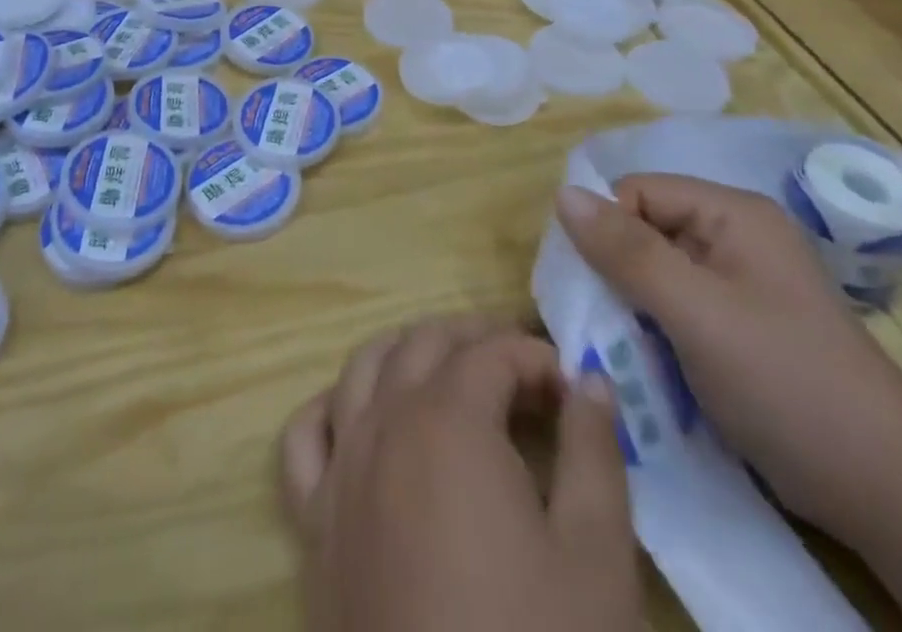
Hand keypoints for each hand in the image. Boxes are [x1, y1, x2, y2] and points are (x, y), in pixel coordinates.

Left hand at [279, 316, 641, 631]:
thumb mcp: (596, 559)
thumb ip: (594, 453)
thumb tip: (589, 379)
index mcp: (447, 421)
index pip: (490, 354)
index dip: (534, 358)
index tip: (570, 389)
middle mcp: (382, 425)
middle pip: (422, 344)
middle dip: (473, 341)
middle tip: (519, 368)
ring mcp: (339, 470)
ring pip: (362, 369)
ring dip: (406, 354)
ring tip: (448, 374)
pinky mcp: (313, 524)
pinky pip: (305, 438)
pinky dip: (332, 409)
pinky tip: (360, 420)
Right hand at [556, 174, 901, 542]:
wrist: (884, 488)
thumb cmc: (785, 382)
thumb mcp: (695, 311)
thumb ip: (626, 251)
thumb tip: (562, 192)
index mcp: (732, 213)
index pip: (637, 191)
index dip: (608, 230)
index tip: (594, 285)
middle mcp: (734, 235)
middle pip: (643, 228)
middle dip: (614, 270)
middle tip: (602, 319)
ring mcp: (738, 281)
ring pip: (654, 270)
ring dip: (630, 303)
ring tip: (621, 344)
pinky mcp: (737, 323)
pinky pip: (673, 304)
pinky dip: (652, 326)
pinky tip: (647, 359)